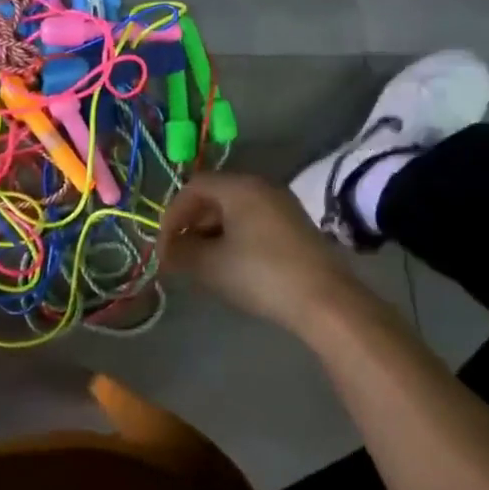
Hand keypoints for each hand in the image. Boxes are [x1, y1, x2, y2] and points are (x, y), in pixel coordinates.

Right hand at [158, 172, 371, 333]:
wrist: (324, 302)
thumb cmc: (260, 275)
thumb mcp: (210, 265)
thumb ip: (181, 252)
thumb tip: (167, 250)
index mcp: (240, 187)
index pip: (193, 188)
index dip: (171, 215)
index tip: (163, 248)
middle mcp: (262, 187)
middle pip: (214, 197)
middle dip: (191, 225)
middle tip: (179, 256)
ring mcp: (283, 206)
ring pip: (235, 211)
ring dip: (212, 234)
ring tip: (202, 264)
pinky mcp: (296, 227)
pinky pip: (254, 223)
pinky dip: (235, 239)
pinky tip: (231, 266)